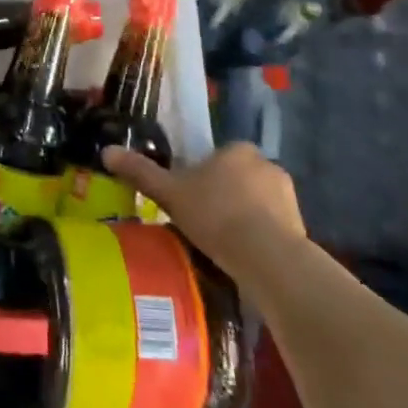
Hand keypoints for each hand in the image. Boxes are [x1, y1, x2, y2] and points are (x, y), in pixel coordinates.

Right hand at [102, 141, 307, 286]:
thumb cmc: (215, 214)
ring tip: (222, 244)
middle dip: (223, 195)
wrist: (268, 257)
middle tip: (203, 221)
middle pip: (237, 177)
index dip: (202, 174)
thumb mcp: (169, 193)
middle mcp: (267, 164)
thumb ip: (140, 172)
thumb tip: (106, 151)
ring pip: (257, 202)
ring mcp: (288, 196)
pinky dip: (260, 237)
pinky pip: (273, 226)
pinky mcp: (301, 227)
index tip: (189, 196)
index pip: (217, 156)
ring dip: (244, 216)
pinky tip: (243, 256)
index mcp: (237, 149)